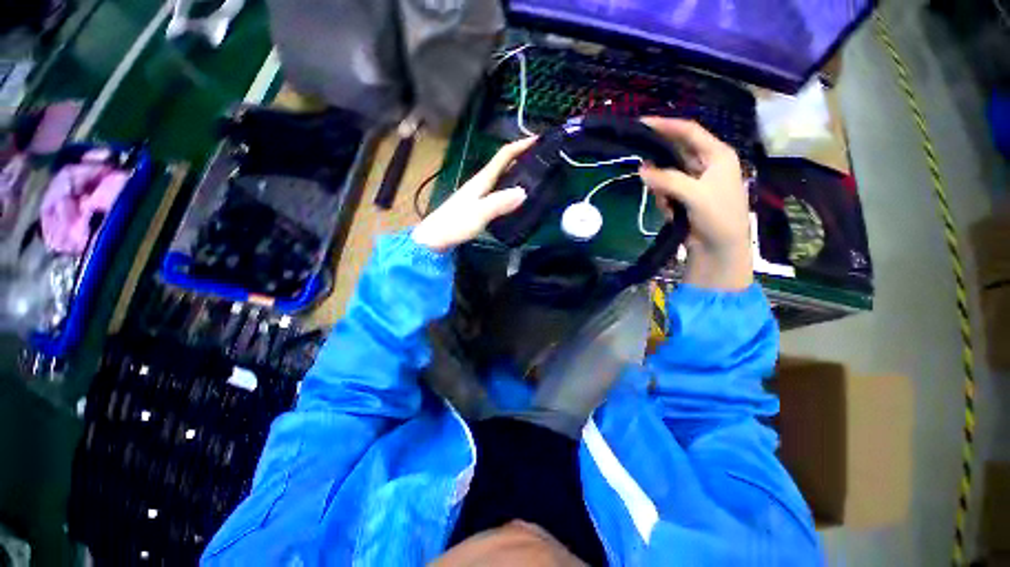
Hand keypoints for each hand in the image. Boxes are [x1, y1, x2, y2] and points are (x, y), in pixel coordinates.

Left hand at [412, 138, 535, 251]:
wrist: (433, 239)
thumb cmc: (454, 225)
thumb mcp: (478, 214)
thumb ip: (499, 203)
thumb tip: (523, 192)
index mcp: (481, 180)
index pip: (503, 156)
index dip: (520, 146)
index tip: (539, 140)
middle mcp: (480, 183)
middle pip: (504, 164)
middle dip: (522, 158)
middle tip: (543, 160)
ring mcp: (478, 194)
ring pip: (502, 177)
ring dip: (518, 173)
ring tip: (536, 177)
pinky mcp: (478, 205)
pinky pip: (499, 191)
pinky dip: (511, 189)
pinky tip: (517, 198)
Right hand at [639, 117, 752, 289]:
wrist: (720, 249)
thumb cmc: (718, 217)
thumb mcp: (695, 194)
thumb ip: (668, 179)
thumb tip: (642, 169)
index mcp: (717, 155)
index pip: (689, 131)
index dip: (667, 125)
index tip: (642, 123)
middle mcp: (707, 164)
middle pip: (676, 153)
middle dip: (660, 163)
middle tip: (642, 167)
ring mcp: (696, 181)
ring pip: (667, 174)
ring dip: (662, 189)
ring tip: (669, 207)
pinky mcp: (686, 197)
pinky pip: (666, 191)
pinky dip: (664, 201)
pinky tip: (671, 214)